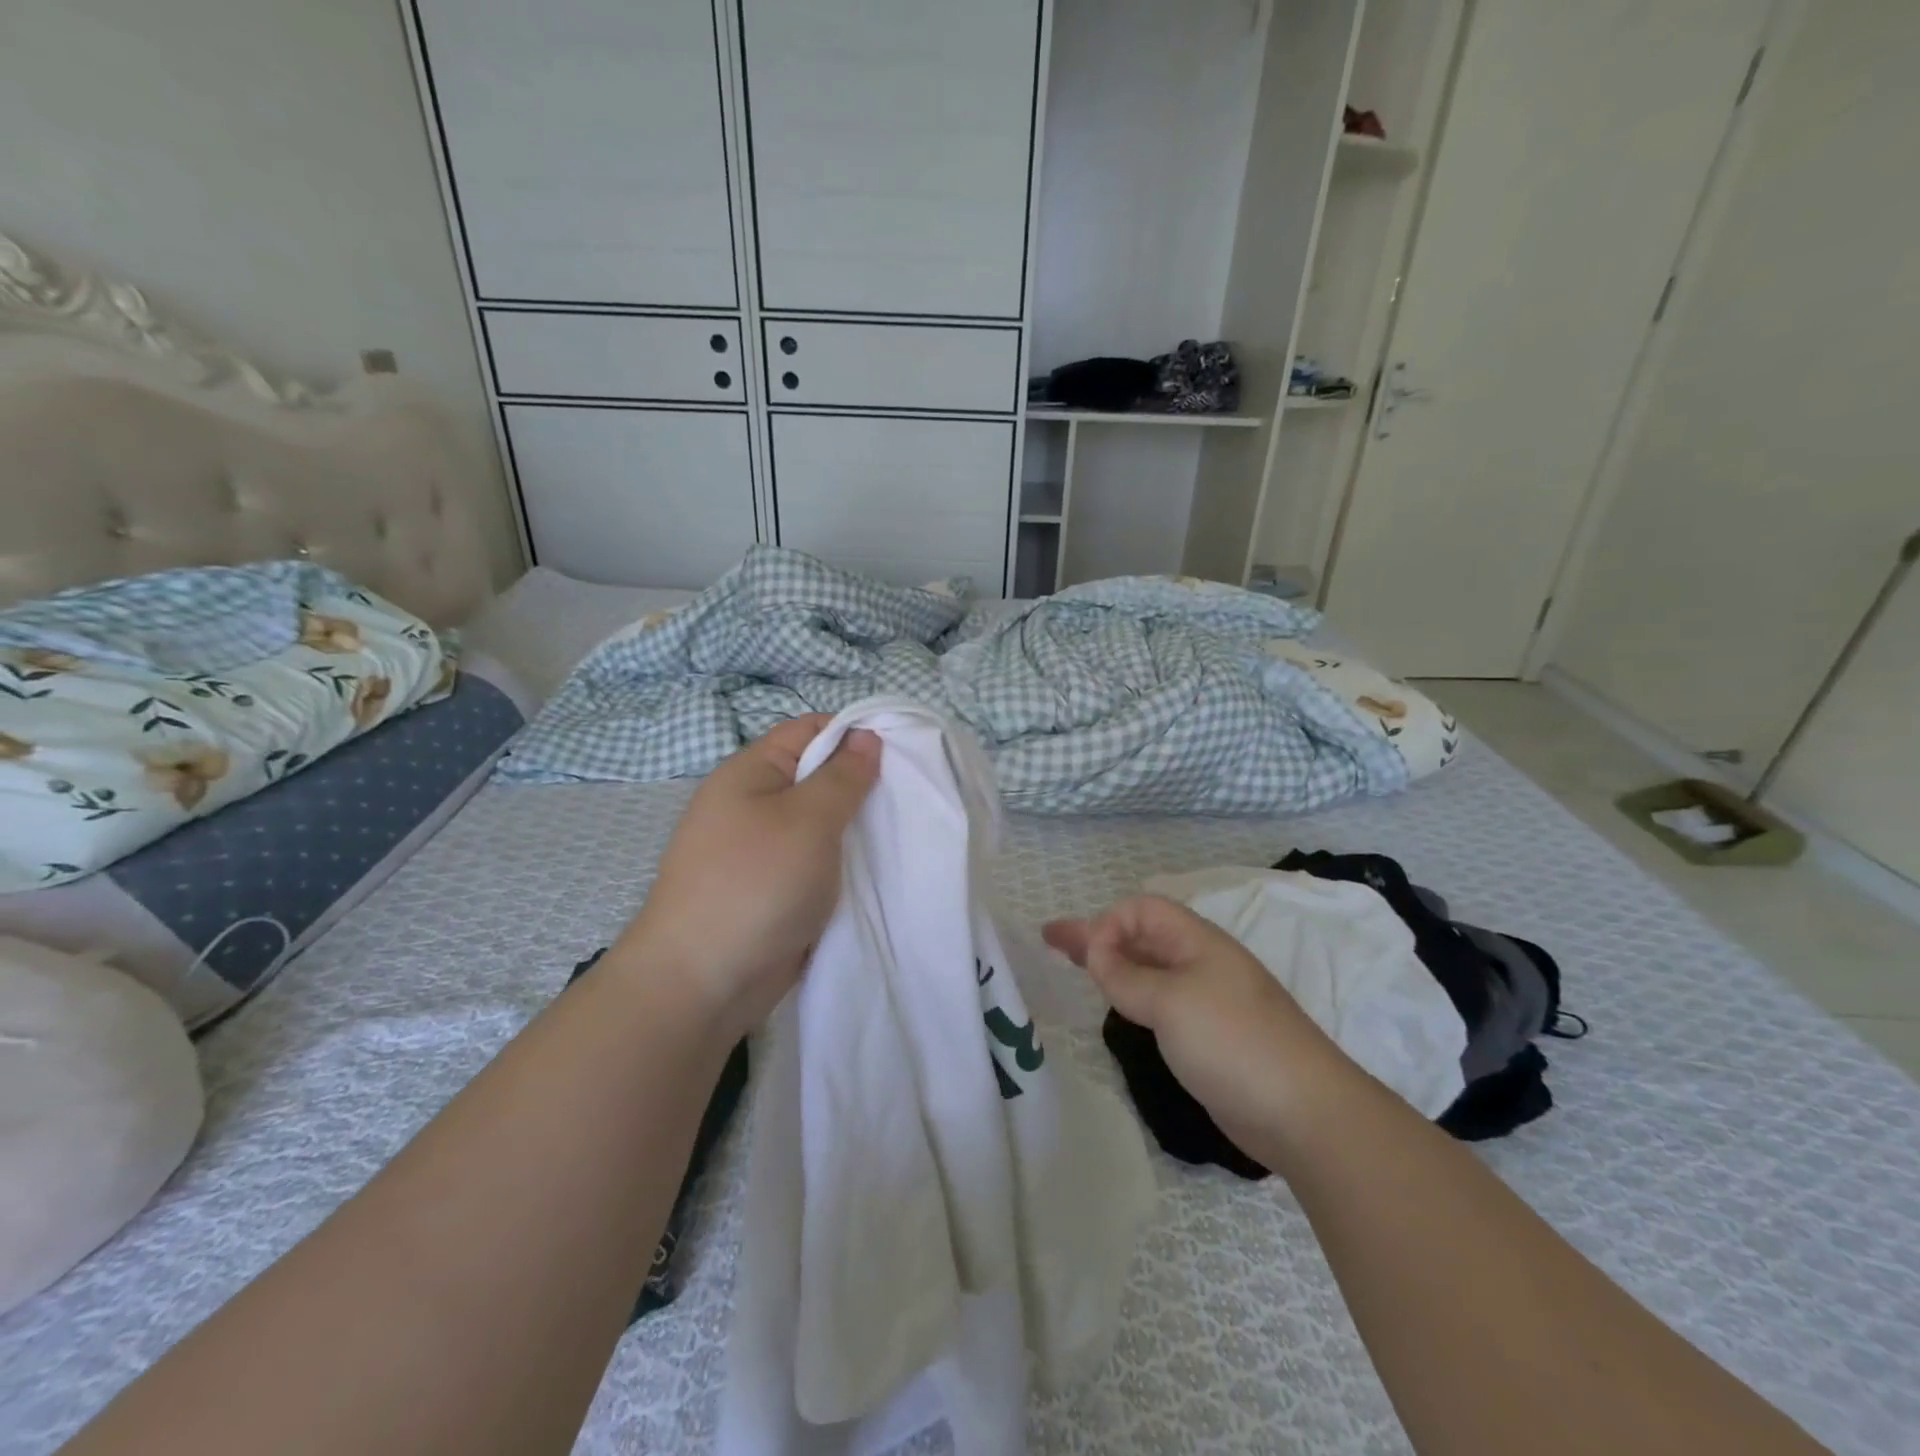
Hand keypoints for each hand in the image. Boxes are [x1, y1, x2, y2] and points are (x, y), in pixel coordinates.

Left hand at [613, 715, 880, 1038]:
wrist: (703, 983)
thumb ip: (842, 776)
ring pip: (821, 822)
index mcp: (751, 772)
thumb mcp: (807, 819)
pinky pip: (816, 861)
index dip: (855, 733)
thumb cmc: (756, 884)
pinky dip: (843, 862)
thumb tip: (866, 736)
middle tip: (907, 798)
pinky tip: (878, 870)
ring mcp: (762, 849)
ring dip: (856, 828)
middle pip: (817, 775)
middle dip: (862, 784)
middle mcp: (754, 803)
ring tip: (901, 833)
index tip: (901, 753)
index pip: (810, 729)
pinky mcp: (773, 888)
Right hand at [1043, 896, 1349, 1152]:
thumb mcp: (1170, 1001)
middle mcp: (1199, 962)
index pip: (1141, 909)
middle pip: (1140, 935)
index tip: (1088, 959)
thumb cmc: (1232, 1041)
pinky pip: (1159, 1001)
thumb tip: (1097, 952)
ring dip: (1112, 964)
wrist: (1303, 1112)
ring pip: (1148, 969)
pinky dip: (1131, 996)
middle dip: (1097, 935)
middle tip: (1052, 940)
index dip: (1109, 923)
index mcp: (1196, 941)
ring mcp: (1205, 1000)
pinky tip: (1117, 1005)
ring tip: (1076, 967)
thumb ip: (1125, 975)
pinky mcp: (1207, 1035)